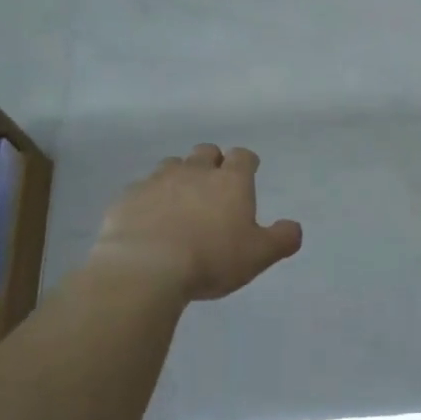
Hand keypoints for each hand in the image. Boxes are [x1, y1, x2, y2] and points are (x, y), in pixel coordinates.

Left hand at [92, 145, 302, 300]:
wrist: (146, 267)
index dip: (247, 163)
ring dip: (180, 177)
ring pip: (172, 165)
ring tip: (181, 202)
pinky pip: (142, 189)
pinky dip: (150, 198)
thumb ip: (281, 239)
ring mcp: (157, 181)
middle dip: (212, 162)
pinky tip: (150, 220)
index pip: (243, 157)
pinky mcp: (127, 197)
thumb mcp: (258, 255)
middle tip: (214, 186)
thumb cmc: (212, 259)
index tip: (248, 171)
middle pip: (206, 152)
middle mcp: (195, 172)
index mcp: (230, 182)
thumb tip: (293, 227)